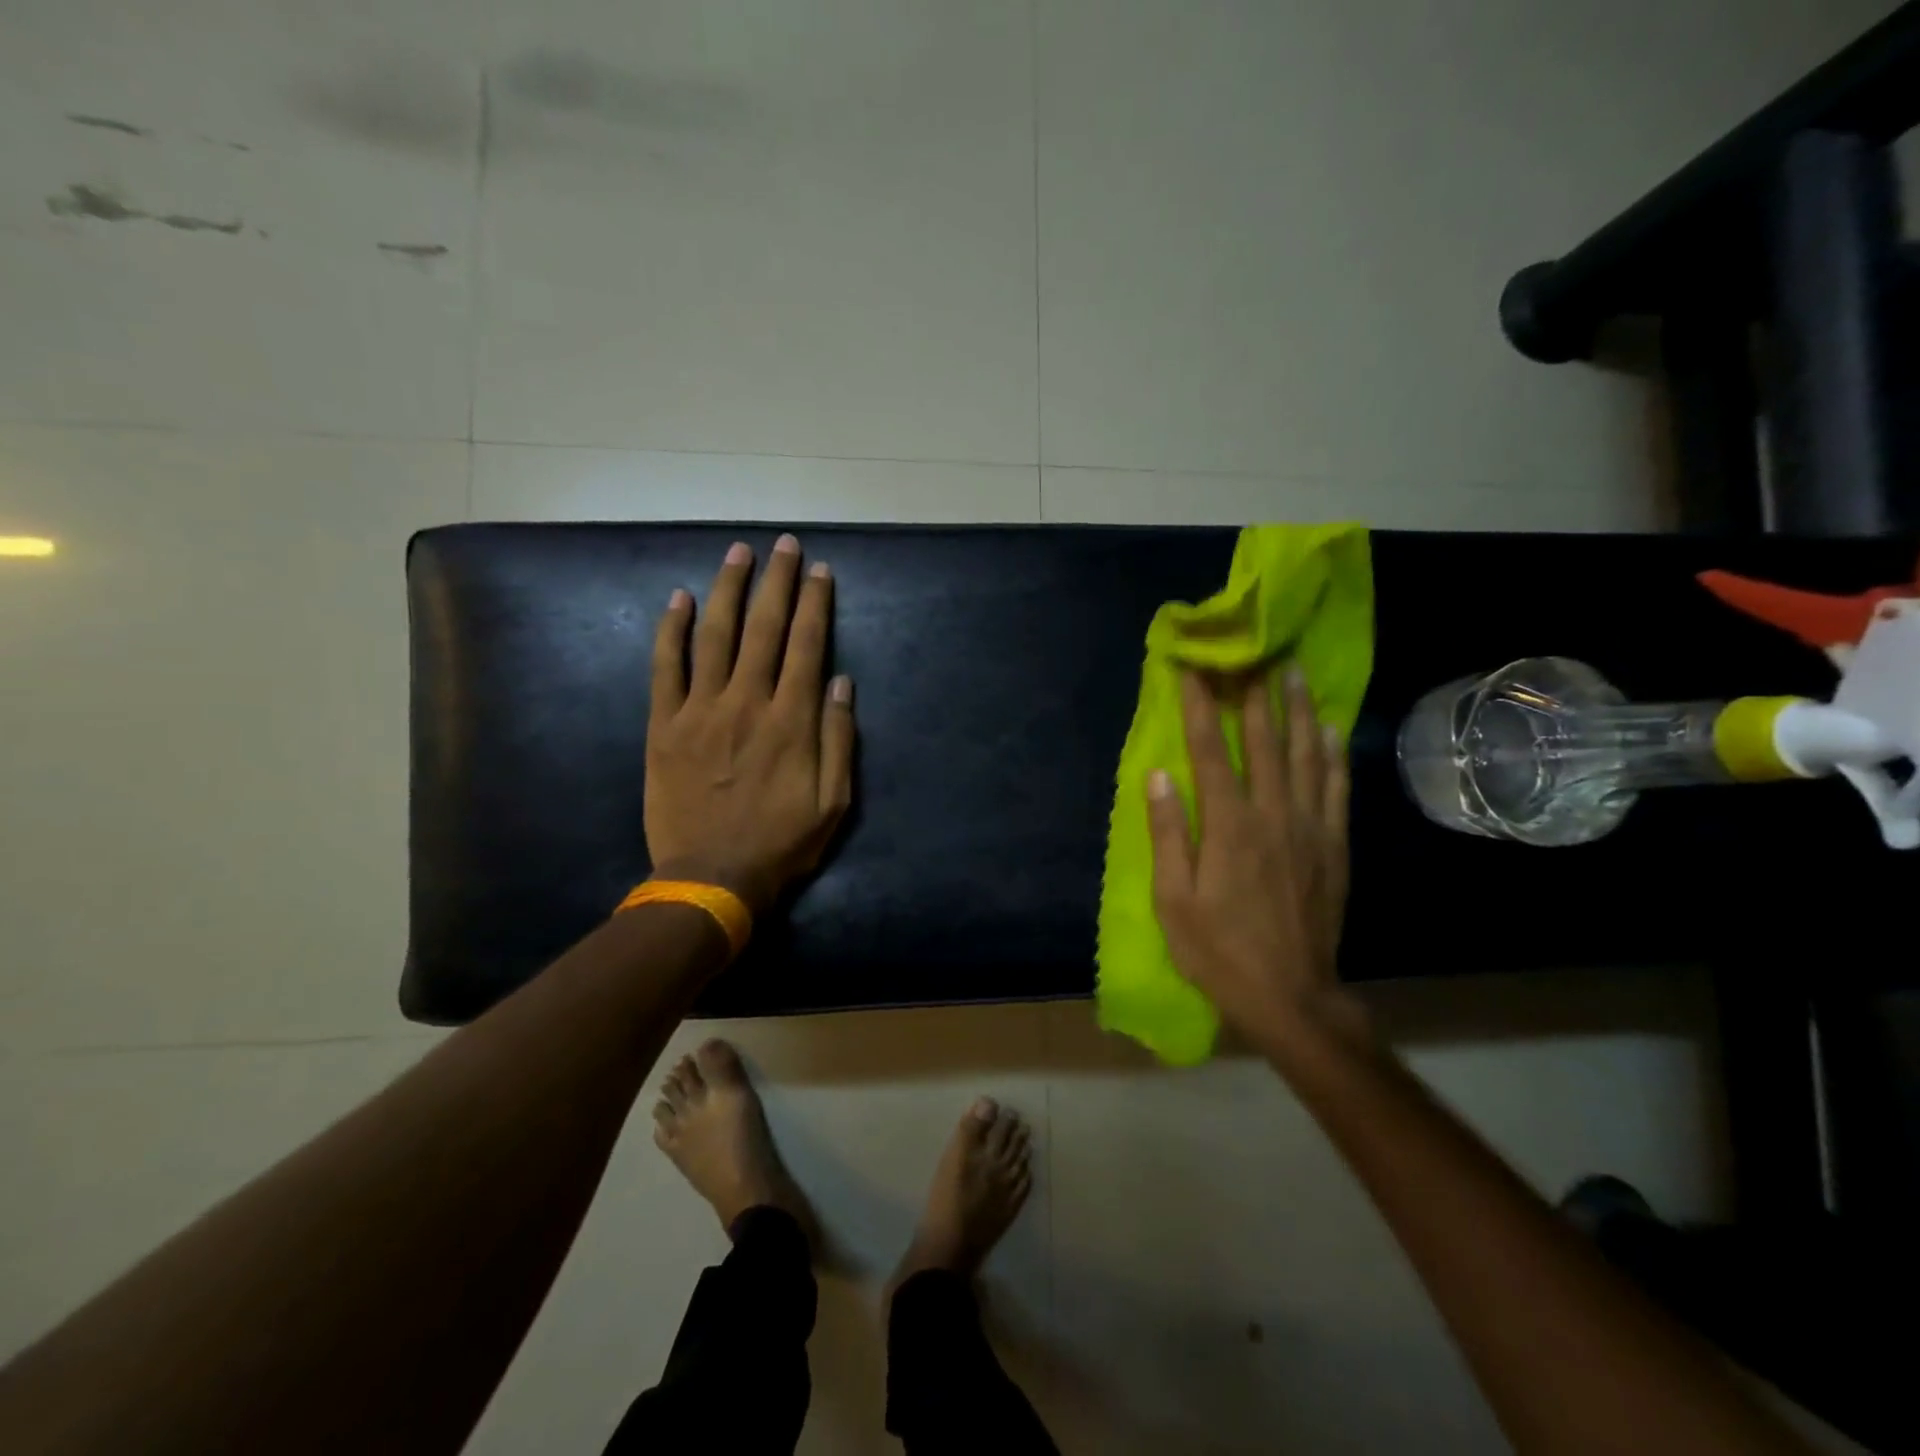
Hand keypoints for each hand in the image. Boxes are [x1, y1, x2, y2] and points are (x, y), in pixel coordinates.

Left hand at [645, 535, 855, 913]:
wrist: (711, 877)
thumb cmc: (781, 843)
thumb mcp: (834, 802)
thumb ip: (838, 739)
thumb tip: (842, 683)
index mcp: (791, 720)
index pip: (807, 646)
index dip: (815, 603)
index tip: (819, 570)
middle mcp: (746, 702)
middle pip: (764, 628)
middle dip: (777, 581)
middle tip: (783, 544)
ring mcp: (700, 711)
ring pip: (714, 635)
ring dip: (727, 590)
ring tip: (738, 554)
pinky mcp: (663, 726)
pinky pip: (665, 668)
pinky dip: (670, 630)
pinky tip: (677, 599)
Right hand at [1147, 667, 1358, 1046]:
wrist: (1291, 994)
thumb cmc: (1218, 949)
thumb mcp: (1173, 899)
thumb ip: (1167, 833)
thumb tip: (1158, 775)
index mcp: (1228, 825)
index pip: (1209, 750)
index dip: (1200, 706)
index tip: (1193, 668)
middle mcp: (1273, 813)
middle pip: (1263, 741)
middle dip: (1252, 693)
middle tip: (1249, 653)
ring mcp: (1310, 827)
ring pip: (1306, 754)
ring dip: (1297, 709)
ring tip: (1293, 672)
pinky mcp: (1335, 844)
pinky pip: (1336, 786)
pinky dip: (1332, 752)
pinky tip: (1327, 729)